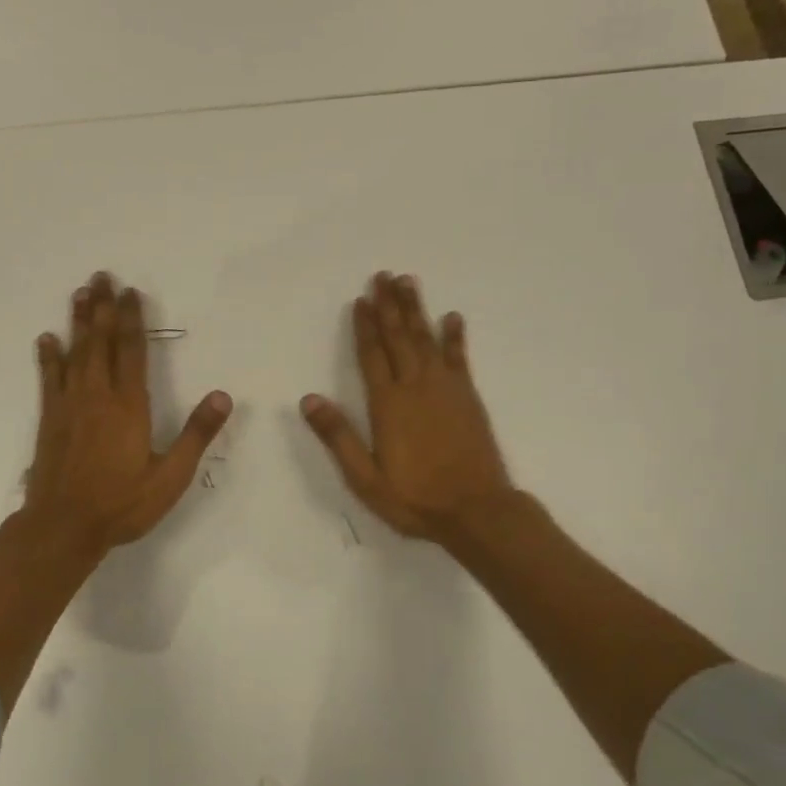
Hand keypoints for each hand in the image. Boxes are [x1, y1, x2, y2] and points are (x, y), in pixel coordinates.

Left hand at [24, 271, 232, 554]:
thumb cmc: (122, 503)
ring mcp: (69, 405)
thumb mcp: (170, 476)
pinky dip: (48, 357)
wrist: (63, 527)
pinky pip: (49, 378)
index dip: (131, 319)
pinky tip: (46, 338)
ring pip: (74, 352)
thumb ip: (196, 434)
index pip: (132, 350)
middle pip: (100, 341)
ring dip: (77, 321)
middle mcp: (97, 395)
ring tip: (79, 293)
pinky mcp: (50, 419)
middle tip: (101, 276)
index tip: (131, 292)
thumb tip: (223, 396)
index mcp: (129, 405)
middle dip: (102, 307)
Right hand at [301, 272, 516, 542]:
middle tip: (383, 275)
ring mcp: (445, 388)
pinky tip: (453, 317)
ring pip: (426, 338)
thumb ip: (338, 436)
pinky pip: (458, 358)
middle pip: (399, 337)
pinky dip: (455, 336)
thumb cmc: (415, 497)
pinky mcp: (468, 396)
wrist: (476, 510)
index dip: (364, 326)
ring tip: (409, 282)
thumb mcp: (365, 477)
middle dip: (389, 305)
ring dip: (416, 309)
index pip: (372, 355)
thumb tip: (309, 399)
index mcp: (388, 404)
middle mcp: (415, 386)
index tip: (360, 299)